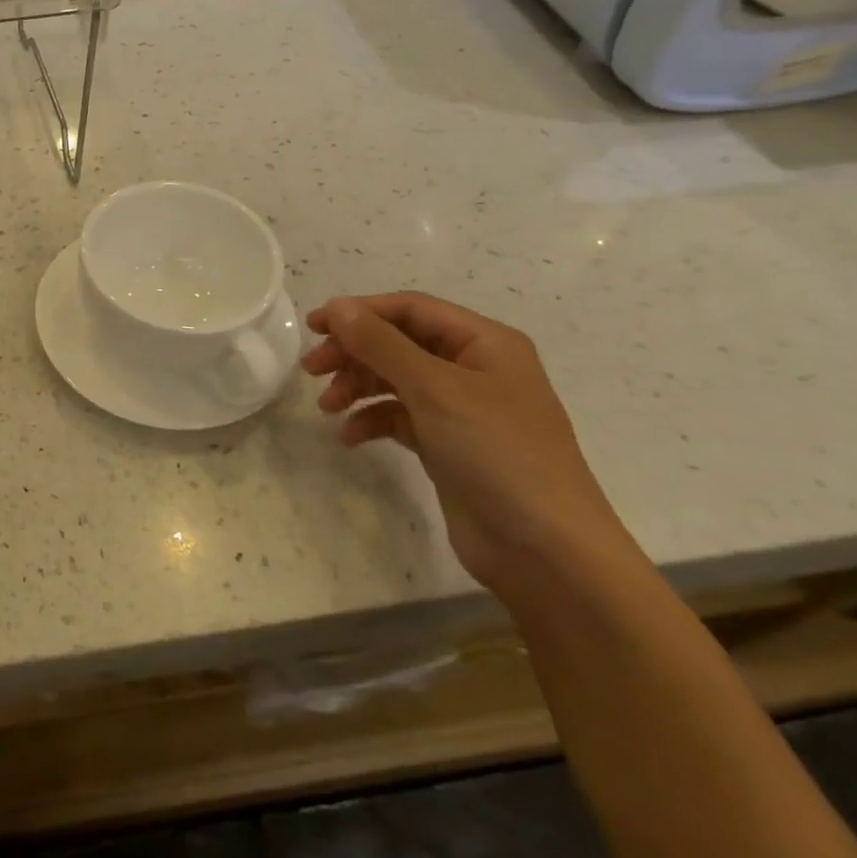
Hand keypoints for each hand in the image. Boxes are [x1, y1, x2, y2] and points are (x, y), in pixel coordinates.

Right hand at [302, 292, 636, 601]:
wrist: (546, 550)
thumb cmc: (497, 453)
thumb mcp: (435, 389)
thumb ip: (381, 344)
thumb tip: (337, 307)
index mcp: (485, 343)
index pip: (410, 309)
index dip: (359, 312)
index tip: (313, 327)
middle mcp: (474, 368)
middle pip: (398, 343)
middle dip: (353, 352)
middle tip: (310, 370)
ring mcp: (462, 409)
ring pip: (394, 380)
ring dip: (357, 387)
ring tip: (327, 407)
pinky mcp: (448, 444)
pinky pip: (399, 417)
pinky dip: (371, 420)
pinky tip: (349, 436)